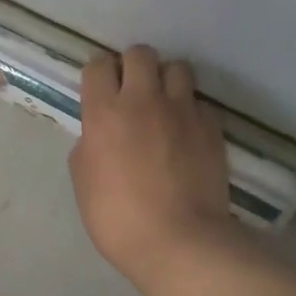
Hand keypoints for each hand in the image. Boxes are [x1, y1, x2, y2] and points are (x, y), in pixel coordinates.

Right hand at [70, 45, 243, 290]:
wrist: (179, 242)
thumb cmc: (117, 217)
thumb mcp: (83, 180)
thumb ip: (90, 145)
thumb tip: (99, 135)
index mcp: (104, 113)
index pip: (98, 65)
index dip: (98, 73)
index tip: (99, 88)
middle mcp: (143, 100)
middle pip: (140, 54)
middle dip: (133, 66)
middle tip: (131, 91)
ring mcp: (182, 111)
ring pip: (177, 67)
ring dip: (166, 80)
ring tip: (163, 103)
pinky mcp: (211, 127)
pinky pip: (199, 102)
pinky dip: (190, 110)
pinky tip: (186, 132)